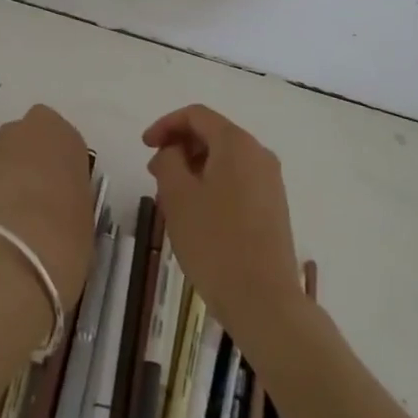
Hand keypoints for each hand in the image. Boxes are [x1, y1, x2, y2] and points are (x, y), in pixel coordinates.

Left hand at [0, 104, 94, 307]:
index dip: (55, 157)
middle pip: (24, 139)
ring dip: (5, 174)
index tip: (58, 181)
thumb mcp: (84, 202)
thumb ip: (68, 186)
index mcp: (62, 130)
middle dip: (26, 159)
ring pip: (1, 156)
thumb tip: (57, 197)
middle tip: (34, 193)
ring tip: (12, 211)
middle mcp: (26, 127)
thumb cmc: (70, 224)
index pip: (57, 134)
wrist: (29, 244)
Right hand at [144, 105, 300, 344]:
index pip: (196, 115)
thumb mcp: (178, 197)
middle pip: (213, 135)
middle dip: (180, 148)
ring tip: (171, 200)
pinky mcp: (274, 207)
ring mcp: (270, 182)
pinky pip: (237, 181)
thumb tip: (172, 152)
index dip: (166, 124)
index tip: (144, 146)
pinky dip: (213, 185)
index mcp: (236, 143)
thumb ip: (168, 162)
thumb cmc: (215, 242)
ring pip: (224, 161)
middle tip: (154, 175)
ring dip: (194, 170)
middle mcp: (259, 154)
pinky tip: (196, 215)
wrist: (265, 301)